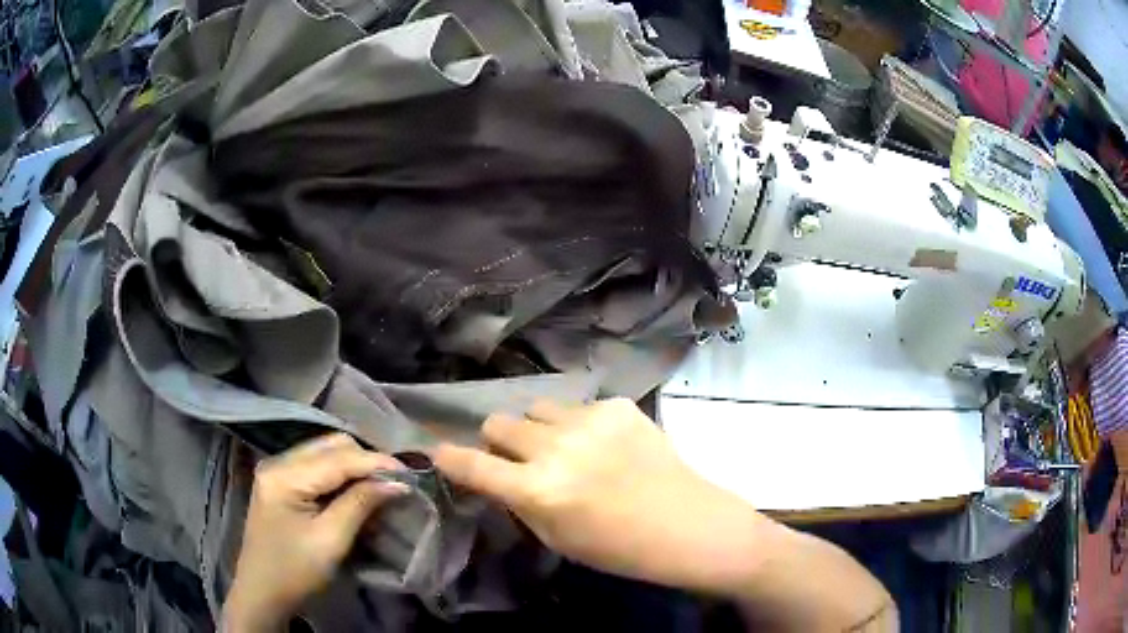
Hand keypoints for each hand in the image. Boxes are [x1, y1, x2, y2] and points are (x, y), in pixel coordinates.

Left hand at [222, 434, 407, 631]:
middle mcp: (278, 462)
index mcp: (285, 476)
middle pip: (330, 445)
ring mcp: (277, 469)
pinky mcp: (281, 481)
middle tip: (395, 481)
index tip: (410, 473)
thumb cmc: (295, 571)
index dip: (376, 462)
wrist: (262, 591)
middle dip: (365, 460)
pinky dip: (340, 473)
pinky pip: (316, 465)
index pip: (338, 458)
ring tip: (380, 484)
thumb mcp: (331, 541)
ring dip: (354, 465)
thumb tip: (396, 483)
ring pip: (324, 451)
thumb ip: (360, 504)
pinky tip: (356, 488)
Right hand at [433, 398, 765, 591]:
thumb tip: (497, 476)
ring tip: (563, 447)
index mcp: (538, 490)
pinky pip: (578, 407)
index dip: (449, 457)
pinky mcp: (618, 406)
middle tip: (516, 456)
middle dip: (496, 440)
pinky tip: (604, 445)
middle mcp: (556, 448)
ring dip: (538, 428)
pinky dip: (579, 425)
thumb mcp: (557, 538)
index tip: (438, 451)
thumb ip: (520, 503)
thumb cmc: (620, 548)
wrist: (688, 525)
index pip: (472, 464)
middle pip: (498, 421)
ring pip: (536, 407)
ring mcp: (590, 420)